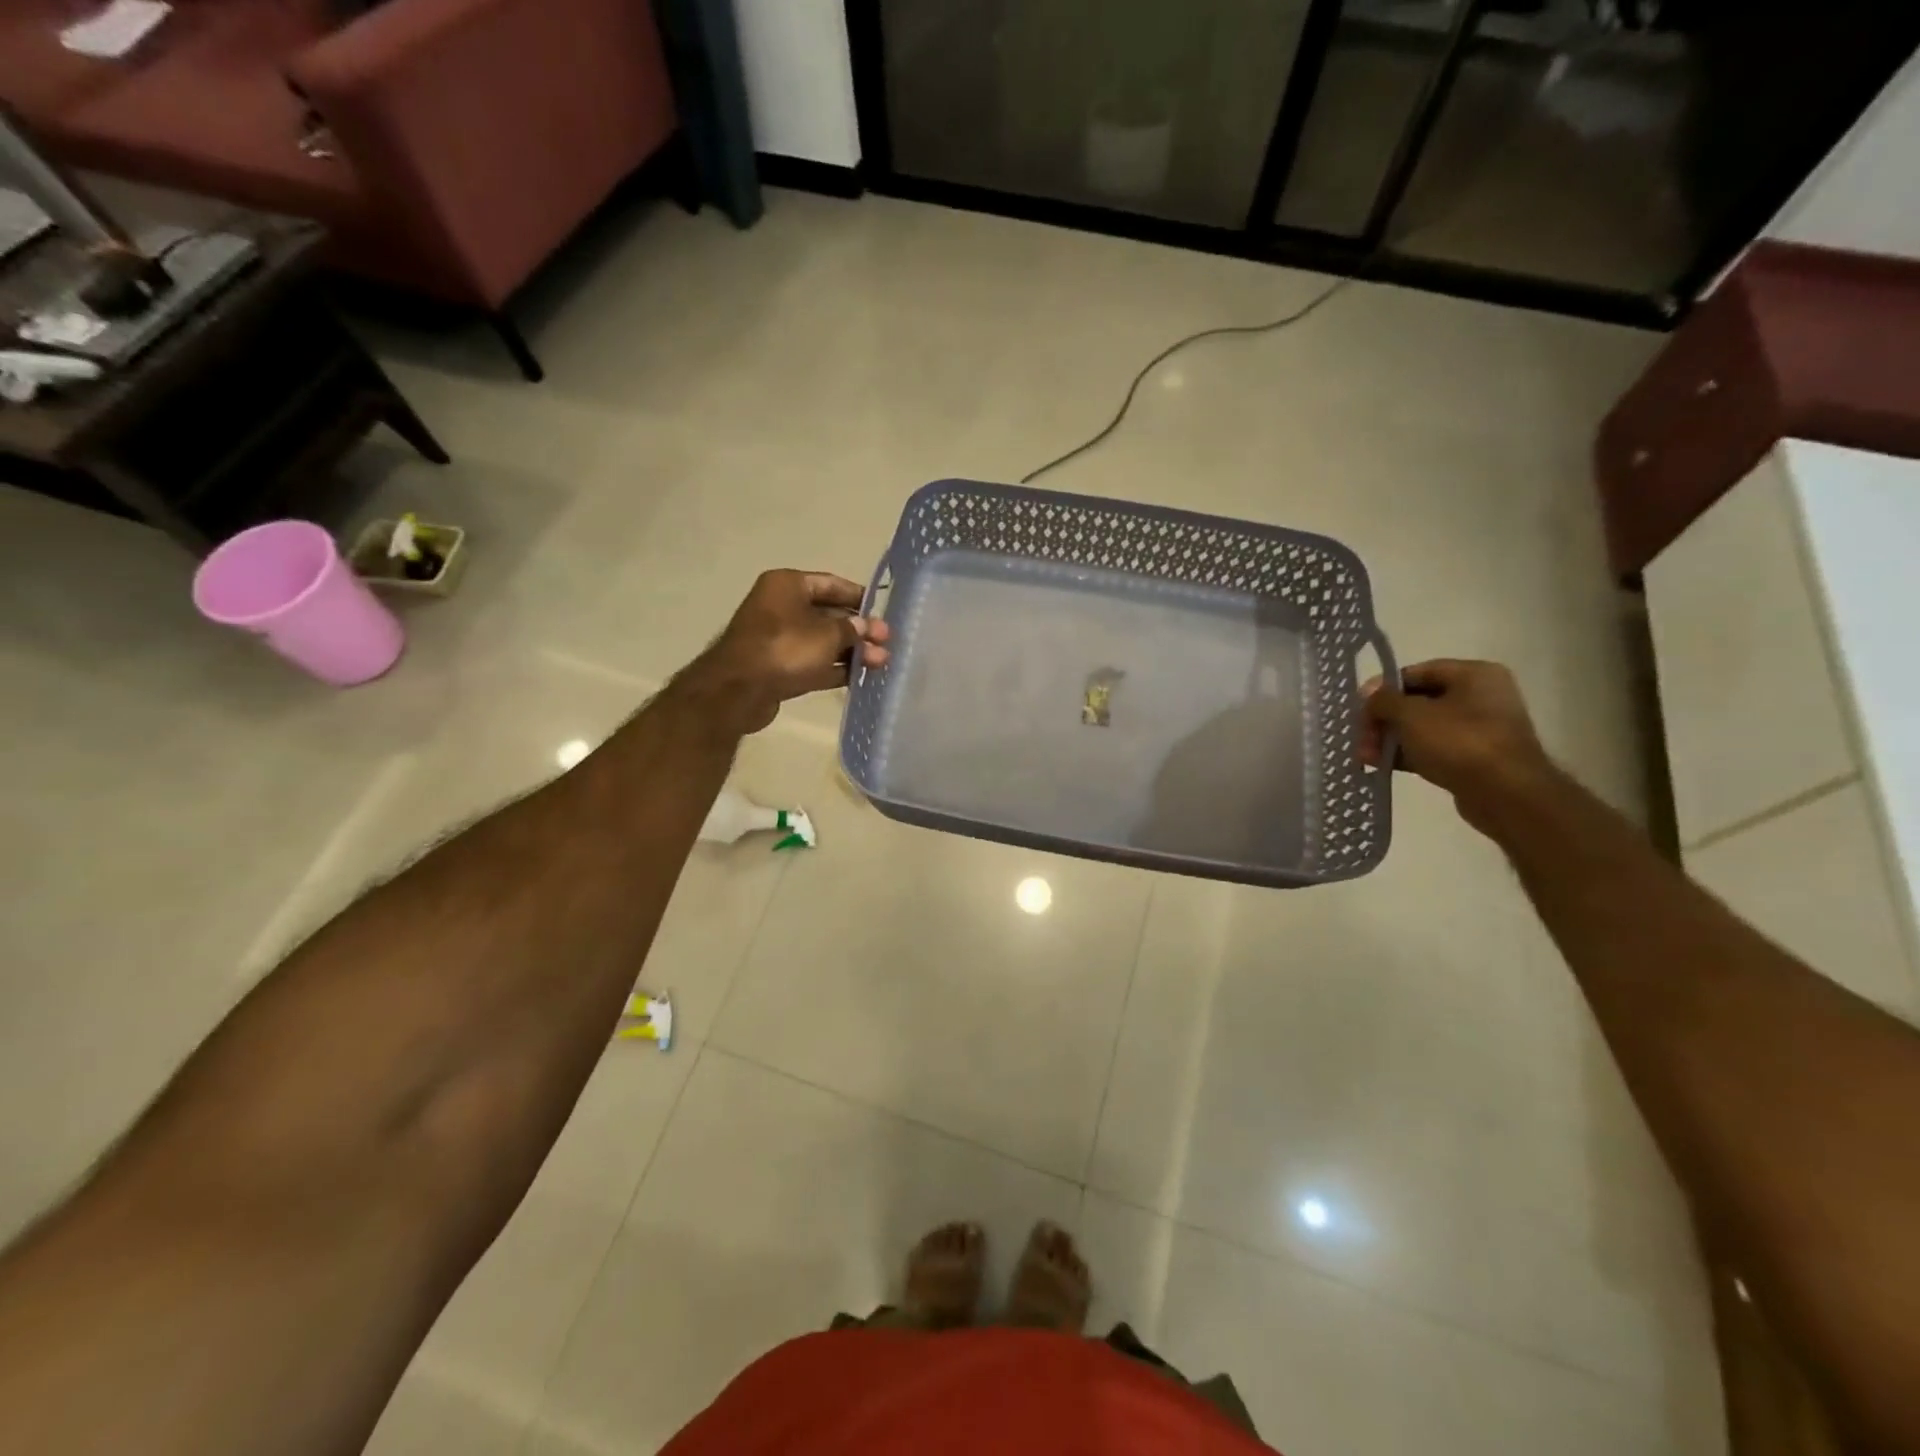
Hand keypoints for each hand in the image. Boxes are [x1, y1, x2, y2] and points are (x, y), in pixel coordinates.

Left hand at [681, 570, 891, 734]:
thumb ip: (852, 629)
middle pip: (829, 614)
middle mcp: (782, 606)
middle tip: (887, 643)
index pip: (831, 584)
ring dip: (851, 651)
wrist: (740, 690)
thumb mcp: (827, 635)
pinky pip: (813, 662)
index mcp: (788, 585)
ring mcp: (779, 638)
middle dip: (859, 630)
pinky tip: (860, 676)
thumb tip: (866, 626)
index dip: (859, 597)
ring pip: (823, 641)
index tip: (883, 611)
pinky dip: (835, 668)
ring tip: (881, 663)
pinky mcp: (779, 666)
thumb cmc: (785, 648)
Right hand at [1359, 659, 1552, 831]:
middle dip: (1384, 721)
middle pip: (1416, 702)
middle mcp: (1480, 696)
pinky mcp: (1475, 757)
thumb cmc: (1459, 742)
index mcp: (1473, 674)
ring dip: (1391, 740)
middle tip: (1360, 740)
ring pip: (1422, 728)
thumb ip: (1384, 700)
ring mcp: (1480, 728)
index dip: (1383, 689)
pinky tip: (1383, 766)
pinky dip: (1408, 755)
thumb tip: (1368, 693)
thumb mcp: (1411, 715)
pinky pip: (1434, 748)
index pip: (1415, 673)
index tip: (1359, 710)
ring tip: (1366, 758)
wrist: (1506, 794)